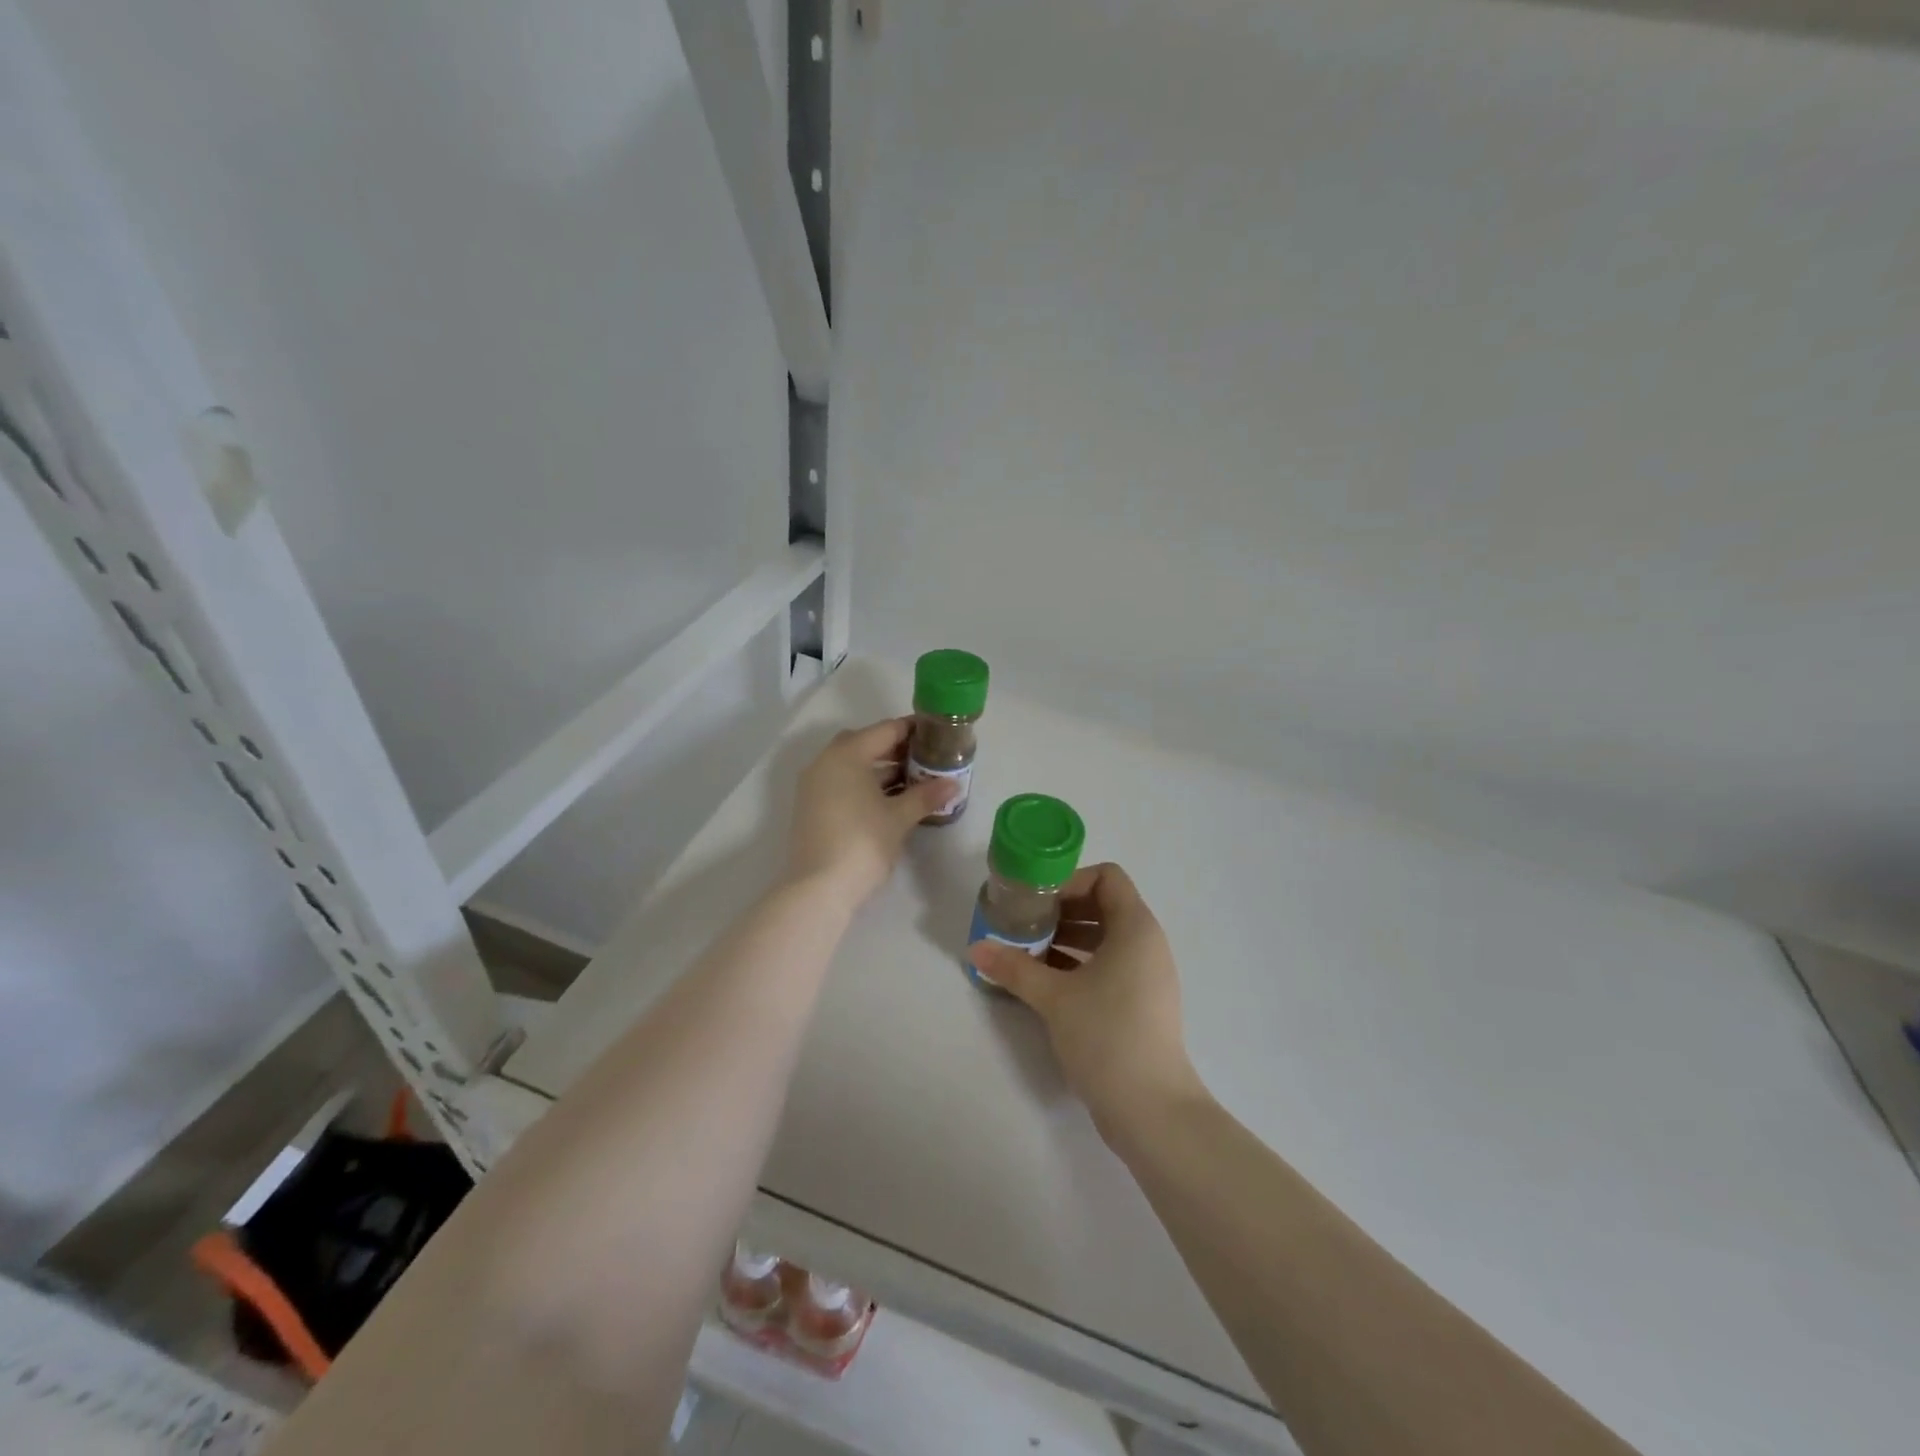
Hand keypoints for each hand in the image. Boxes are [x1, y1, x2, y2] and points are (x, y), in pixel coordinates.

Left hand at [787, 718, 955, 909]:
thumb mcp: (899, 817)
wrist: (819, 888)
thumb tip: (953, 784)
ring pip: (851, 764)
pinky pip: (841, 782)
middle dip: (895, 748)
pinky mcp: (810, 806)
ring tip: (912, 780)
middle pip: (865, 743)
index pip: (885, 730)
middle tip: (924, 758)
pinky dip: (863, 783)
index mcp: (847, 754)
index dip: (912, 729)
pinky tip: (887, 800)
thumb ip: (926, 795)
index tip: (936, 733)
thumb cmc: (863, 843)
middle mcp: (825, 761)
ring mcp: (814, 784)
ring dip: (879, 768)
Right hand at [969, 862, 1204, 1137]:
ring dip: (1067, 938)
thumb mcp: (1053, 996)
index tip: (1036, 901)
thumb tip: (975, 948)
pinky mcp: (1142, 1003)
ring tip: (1028, 953)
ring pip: (1105, 938)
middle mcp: (1147, 943)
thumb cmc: (1106, 1035)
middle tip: (1024, 925)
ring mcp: (1148, 975)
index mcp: (1135, 927)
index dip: (1070, 881)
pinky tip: (1046, 982)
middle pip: (1103, 905)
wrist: (1152, 1109)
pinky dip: (1080, 963)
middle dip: (1062, 910)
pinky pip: (1110, 965)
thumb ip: (1013, 967)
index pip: (1107, 877)